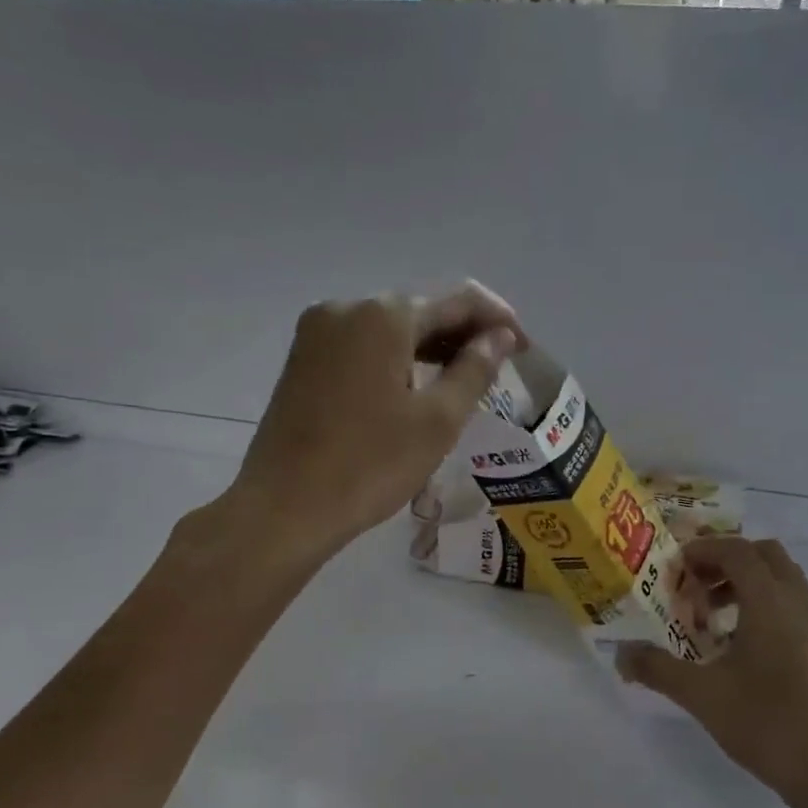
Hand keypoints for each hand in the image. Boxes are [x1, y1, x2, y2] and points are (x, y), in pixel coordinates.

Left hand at [226, 282, 524, 560]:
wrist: (283, 508)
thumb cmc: (370, 464)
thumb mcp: (438, 420)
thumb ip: (474, 369)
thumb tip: (499, 337)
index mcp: (383, 316)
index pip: (457, 299)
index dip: (497, 318)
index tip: (524, 347)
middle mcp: (346, 309)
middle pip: (421, 309)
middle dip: (464, 331)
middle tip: (500, 364)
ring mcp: (318, 333)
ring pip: (390, 327)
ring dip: (431, 345)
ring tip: (466, 376)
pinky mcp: (304, 359)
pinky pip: (364, 345)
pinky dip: (398, 357)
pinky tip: (418, 384)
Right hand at [618, 538, 807, 807]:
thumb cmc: (767, 722)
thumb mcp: (701, 695)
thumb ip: (657, 668)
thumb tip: (621, 654)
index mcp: (770, 602)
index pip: (737, 550)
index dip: (703, 550)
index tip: (674, 568)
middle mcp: (797, 602)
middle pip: (764, 554)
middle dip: (726, 559)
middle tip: (695, 585)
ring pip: (781, 578)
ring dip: (746, 581)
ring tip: (713, 616)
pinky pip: (791, 604)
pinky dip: (763, 604)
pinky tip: (740, 646)